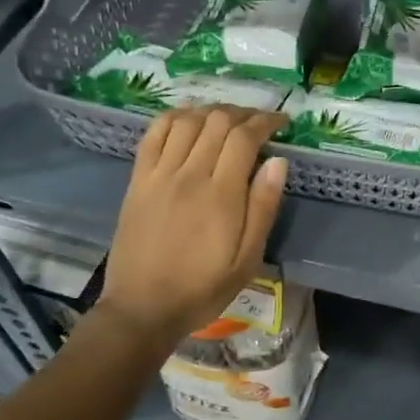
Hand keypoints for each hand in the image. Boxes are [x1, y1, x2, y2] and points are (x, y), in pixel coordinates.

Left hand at [99, 106, 289, 340]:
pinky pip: (154, 134)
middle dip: (243, 113)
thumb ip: (263, 207)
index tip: (281, 122)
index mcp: (221, 195)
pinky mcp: (138, 180)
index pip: (245, 138)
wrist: (143, 308)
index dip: (265, 121)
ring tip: (228, 119)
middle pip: (217, 122)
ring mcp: (159, 175)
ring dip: (211, 111)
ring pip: (187, 121)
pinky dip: (174, 118)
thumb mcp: (247, 259)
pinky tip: (188, 119)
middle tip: (258, 121)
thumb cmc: (203, 288)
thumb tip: (278, 162)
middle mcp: (189, 175)